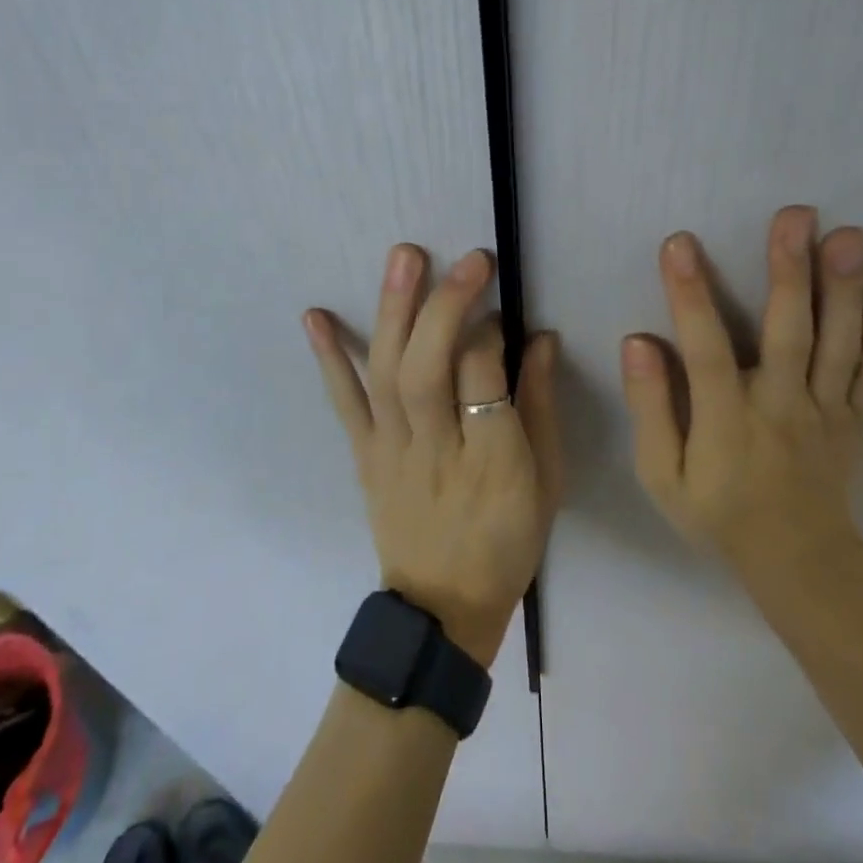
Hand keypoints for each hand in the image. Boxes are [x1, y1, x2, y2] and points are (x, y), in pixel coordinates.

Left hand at [304, 245, 561, 667]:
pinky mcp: (364, 454)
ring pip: (387, 374)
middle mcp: (435, 448)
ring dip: (393, 311)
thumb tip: (540, 337)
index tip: (499, 305)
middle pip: (428, 368)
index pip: (483, 377)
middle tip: (467, 258)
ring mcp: (391, 450)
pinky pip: (344, 403)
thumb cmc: (508, 540)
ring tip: (403, 256)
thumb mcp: (547, 481)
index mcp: (492, 460)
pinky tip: (315, 317)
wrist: (442, 606)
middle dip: (445, 306)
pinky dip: (329, 358)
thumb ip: (540, 406)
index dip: (490, 332)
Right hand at [622, 206, 862, 584]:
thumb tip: (638, 342)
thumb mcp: (661, 476)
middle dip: (790, 271)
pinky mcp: (858, 420)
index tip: (679, 244)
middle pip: (789, 333)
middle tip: (797, 215)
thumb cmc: (718, 513)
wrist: (799, 563)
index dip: (690, 295)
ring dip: (845, 289)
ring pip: (839, 345)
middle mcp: (782, 406)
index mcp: (727, 419)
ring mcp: (827, 412)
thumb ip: (650, 408)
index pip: (705, 349)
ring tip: (852, 237)